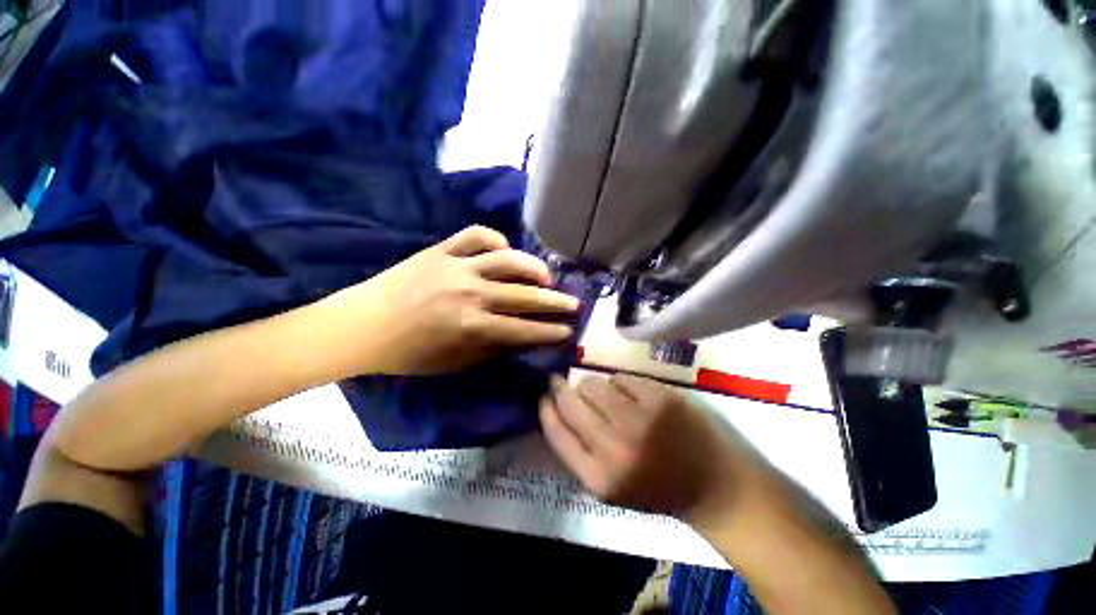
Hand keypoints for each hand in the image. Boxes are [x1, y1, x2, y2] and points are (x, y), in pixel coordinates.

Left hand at [321, 226, 578, 375]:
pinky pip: (475, 235)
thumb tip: (520, 336)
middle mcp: (470, 292)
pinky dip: (495, 238)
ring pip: (506, 259)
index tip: (568, 330)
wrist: (361, 326)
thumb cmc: (407, 353)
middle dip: (554, 301)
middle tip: (574, 303)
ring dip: (533, 267)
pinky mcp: (441, 250)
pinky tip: (505, 249)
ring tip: (547, 276)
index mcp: (470, 325)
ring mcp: (456, 266)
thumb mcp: (453, 361)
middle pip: (523, 294)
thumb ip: (490, 347)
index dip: (548, 331)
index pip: (522, 329)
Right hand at [540, 374, 774, 528]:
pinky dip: (620, 383)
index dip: (546, 409)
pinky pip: (622, 377)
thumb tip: (557, 410)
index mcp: (599, 477)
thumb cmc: (657, 489)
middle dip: (561, 387)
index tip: (544, 396)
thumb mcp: (611, 488)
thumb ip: (581, 453)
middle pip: (572, 402)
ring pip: (595, 384)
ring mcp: (640, 419)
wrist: (713, 487)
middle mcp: (615, 447)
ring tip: (601, 392)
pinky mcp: (661, 399)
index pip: (557, 433)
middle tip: (560, 380)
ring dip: (592, 385)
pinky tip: (628, 393)